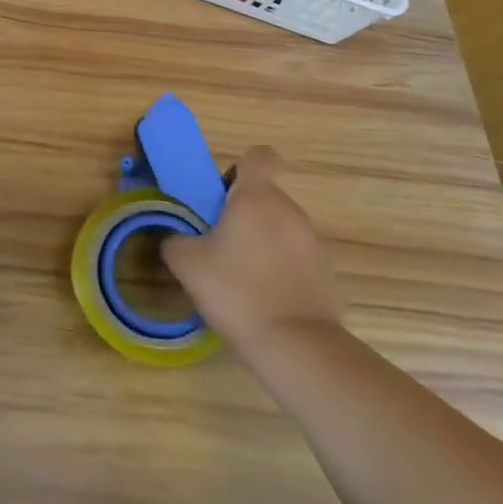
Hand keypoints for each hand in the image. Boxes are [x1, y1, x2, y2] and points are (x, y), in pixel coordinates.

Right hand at [161, 147, 344, 364]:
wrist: (297, 347)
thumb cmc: (237, 291)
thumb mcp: (186, 263)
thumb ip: (174, 240)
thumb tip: (175, 237)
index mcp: (256, 197)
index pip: (259, 156)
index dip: (240, 168)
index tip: (223, 194)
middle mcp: (289, 211)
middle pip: (264, 196)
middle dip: (242, 213)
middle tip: (218, 243)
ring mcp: (313, 243)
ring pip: (280, 228)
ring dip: (261, 242)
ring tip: (240, 278)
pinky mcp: (328, 274)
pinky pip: (296, 259)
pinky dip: (281, 270)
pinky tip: (265, 300)